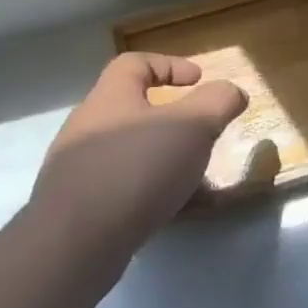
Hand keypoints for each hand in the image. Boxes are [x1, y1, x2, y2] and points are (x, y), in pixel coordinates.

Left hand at [28, 54, 247, 252]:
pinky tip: (175, 212)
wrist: (75, 244)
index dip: (170, 64)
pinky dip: (152, 193)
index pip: (135, 63)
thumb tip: (232, 91)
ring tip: (196, 180)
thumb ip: (218, 102)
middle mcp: (88, 127)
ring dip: (165, 160)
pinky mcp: (78, 207)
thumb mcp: (192, 126)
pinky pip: (123, 189)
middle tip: (202, 135)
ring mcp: (78, 169)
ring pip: (131, 154)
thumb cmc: (137, 169)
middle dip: (173, 122)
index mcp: (110, 97)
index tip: (199, 80)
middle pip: (133, 110)